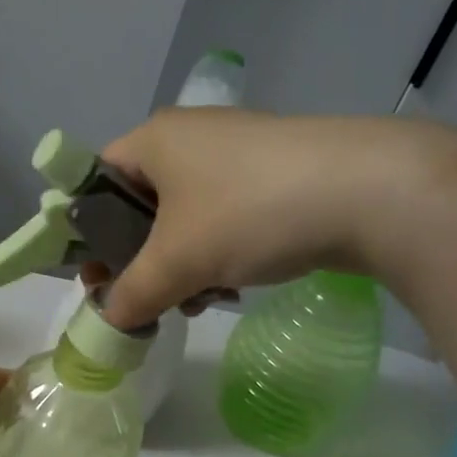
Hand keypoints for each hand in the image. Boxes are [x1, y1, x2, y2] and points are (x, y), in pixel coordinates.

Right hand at [97, 109, 417, 329]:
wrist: (368, 192)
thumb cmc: (248, 213)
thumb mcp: (177, 262)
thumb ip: (131, 294)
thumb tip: (110, 319)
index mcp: (154, 140)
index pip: (96, 180)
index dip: (88, 232)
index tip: (98, 277)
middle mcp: (190, 137)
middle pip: (141, 204)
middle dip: (141, 259)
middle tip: (147, 299)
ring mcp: (236, 152)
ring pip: (185, 216)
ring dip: (181, 265)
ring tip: (197, 301)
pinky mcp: (274, 173)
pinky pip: (224, 215)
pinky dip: (218, 253)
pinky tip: (234, 286)